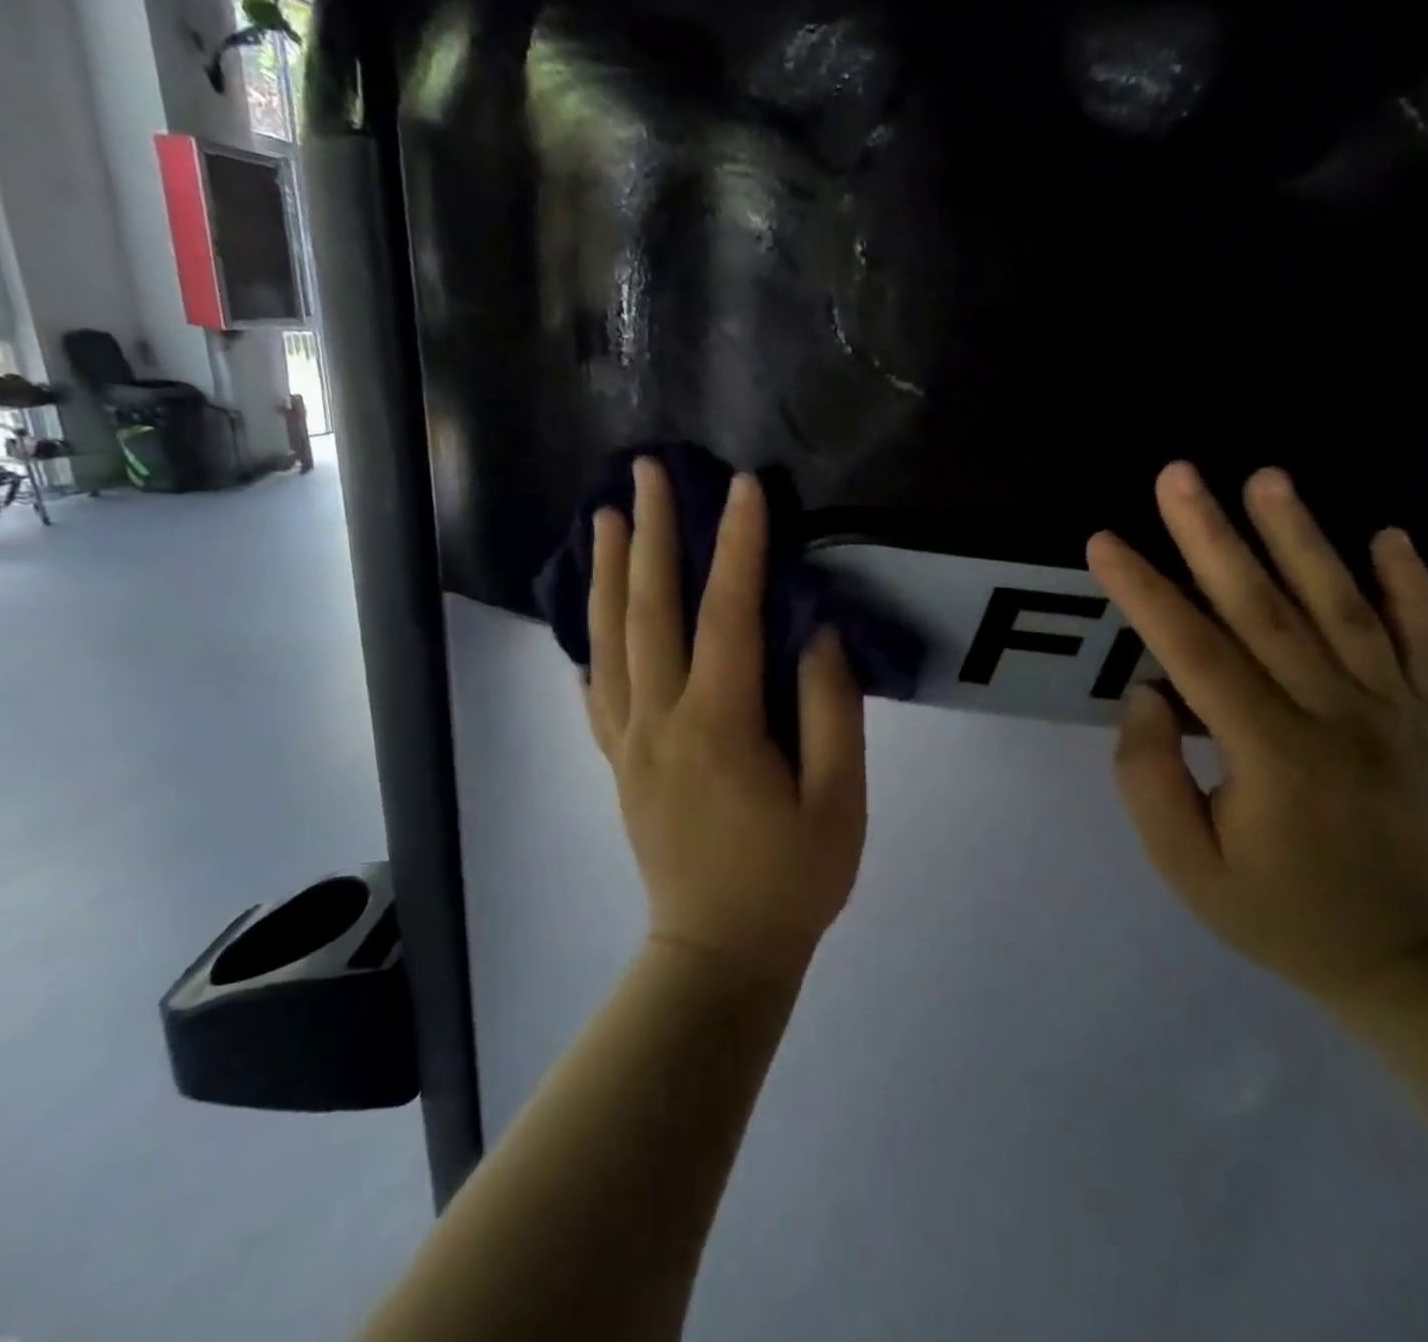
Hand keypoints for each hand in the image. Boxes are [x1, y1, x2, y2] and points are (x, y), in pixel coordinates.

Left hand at [585, 458, 867, 984]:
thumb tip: (814, 633)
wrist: (719, 954)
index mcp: (718, 726)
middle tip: (646, 472)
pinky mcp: (618, 762)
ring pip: (608, 639)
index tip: (742, 486)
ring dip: (605, 573)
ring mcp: (627, 741)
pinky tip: (590, 615)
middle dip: (650, 533)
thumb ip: (831, 710)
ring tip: (603, 518)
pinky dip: (592, 640)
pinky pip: (596, 688)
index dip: (738, 545)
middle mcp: (658, 721)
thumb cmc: (791, 880)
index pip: (726, 613)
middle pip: (648, 609)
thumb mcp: (838, 801)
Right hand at [1086, 462, 1427, 1002]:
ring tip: (1266, 479)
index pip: (1196, 654)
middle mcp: (1339, 718)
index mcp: (1273, 754)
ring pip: (1344, 609)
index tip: (1104, 543)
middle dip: (1213, 538)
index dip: (1145, 593)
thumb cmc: (1273, 911)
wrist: (1401, 958)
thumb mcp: (1184, 863)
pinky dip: (1413, 585)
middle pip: (1266, 612)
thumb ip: (1149, 775)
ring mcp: (1396, 714)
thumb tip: (1148, 691)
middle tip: (1178, 476)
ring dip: (1302, 538)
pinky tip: (1389, 534)